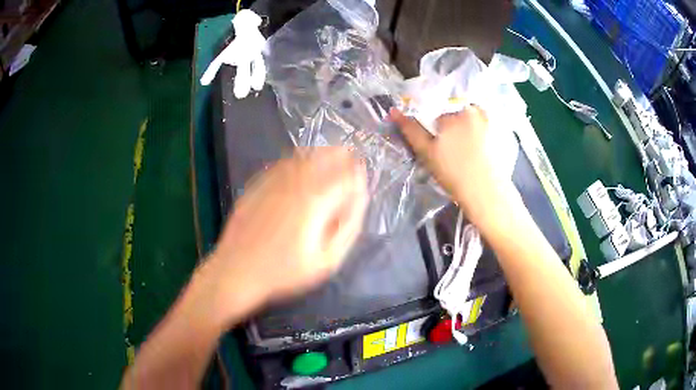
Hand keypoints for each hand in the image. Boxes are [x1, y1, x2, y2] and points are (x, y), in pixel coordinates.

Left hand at [208, 147, 368, 323]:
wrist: (236, 270)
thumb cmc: (284, 271)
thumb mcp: (327, 260)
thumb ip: (347, 228)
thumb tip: (358, 201)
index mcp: (315, 200)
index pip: (344, 176)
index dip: (357, 173)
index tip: (363, 172)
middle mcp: (294, 183)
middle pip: (322, 157)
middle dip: (340, 154)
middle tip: (349, 155)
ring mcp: (272, 182)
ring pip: (301, 157)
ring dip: (319, 152)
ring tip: (329, 153)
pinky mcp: (256, 186)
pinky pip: (281, 164)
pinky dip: (296, 159)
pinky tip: (299, 165)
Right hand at [390, 107, 515, 229]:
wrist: (487, 194)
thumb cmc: (454, 174)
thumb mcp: (427, 153)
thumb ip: (411, 130)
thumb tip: (394, 111)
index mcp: (454, 112)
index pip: (437, 113)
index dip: (435, 130)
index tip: (440, 146)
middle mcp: (475, 109)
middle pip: (456, 112)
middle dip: (453, 127)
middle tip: (455, 151)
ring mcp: (491, 119)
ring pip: (472, 118)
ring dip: (469, 129)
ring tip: (470, 152)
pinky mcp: (503, 130)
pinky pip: (489, 125)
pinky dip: (484, 134)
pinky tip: (483, 152)